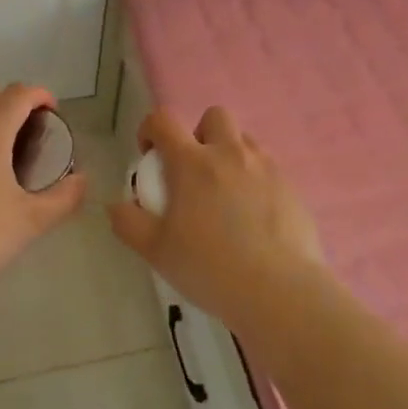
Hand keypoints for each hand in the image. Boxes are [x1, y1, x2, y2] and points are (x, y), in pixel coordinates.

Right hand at [106, 106, 322, 325]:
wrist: (280, 292)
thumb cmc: (210, 268)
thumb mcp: (156, 251)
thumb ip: (128, 223)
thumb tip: (116, 205)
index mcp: (192, 163)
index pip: (163, 120)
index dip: (150, 129)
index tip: (149, 155)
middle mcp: (230, 154)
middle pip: (214, 116)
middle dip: (200, 134)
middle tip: (194, 172)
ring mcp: (265, 168)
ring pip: (245, 140)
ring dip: (229, 155)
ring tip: (225, 194)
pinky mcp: (291, 187)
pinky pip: (268, 169)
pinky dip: (255, 180)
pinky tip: (253, 216)